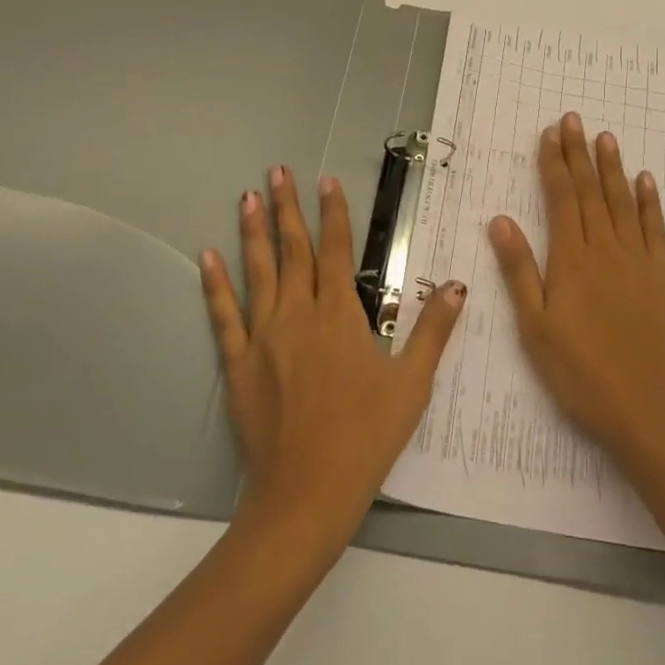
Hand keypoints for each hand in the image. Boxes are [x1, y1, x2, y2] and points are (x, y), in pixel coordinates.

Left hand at [200, 166, 463, 554]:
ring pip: (258, 272)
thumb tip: (458, 285)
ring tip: (248, 197)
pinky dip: (215, 284)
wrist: (306, 493)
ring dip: (253, 232)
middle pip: (293, 250)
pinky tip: (206, 257)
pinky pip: (224, 315)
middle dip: (288, 208)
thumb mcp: (412, 384)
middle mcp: (298, 314)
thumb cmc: (366, 437)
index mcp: (340, 315)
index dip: (333, 214)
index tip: (327, 181)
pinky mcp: (238, 362)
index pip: (337, 250)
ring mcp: (264, 336)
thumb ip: (433, 330)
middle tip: (278, 171)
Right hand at [489, 113, 664, 458]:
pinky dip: (650, 202)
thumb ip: (519, 270)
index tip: (549, 134)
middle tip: (574, 119)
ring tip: (606, 137)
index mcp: (571, 260)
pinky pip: (656, 229)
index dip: (554, 164)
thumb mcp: (534, 326)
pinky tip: (646, 181)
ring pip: (623, 202)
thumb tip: (500, 220)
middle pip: (591, 191)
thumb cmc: (578, 371)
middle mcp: (606, 250)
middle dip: (579, 153)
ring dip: (613, 167)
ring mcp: (639, 261)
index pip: (561, 199)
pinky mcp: (663, 277)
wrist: (643, 408)